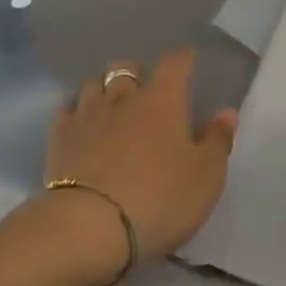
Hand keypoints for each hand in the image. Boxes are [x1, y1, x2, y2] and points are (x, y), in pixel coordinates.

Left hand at [44, 49, 237, 279]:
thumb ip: (218, 142)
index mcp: (162, 101)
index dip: (183, 59)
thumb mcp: (206, 178)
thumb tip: (226, 113)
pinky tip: (81, 126)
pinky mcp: (60, 137)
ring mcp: (87, 115)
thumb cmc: (159, 199)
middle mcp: (122, 98)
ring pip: (93, 84)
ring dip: (105, 91)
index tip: (188, 60)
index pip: (174, 64)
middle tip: (145, 92)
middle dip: (137, 73)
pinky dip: (76, 113)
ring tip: (111, 107)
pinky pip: (66, 111)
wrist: (90, 226)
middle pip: (126, 67)